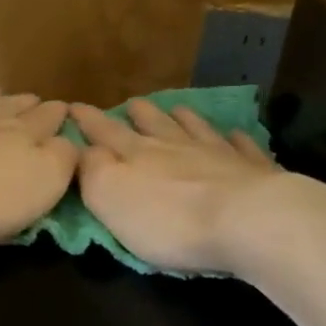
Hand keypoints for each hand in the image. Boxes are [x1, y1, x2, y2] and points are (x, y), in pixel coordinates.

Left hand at [0, 85, 79, 241]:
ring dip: (2, 100)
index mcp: (31, 137)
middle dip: (36, 108)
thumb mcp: (42, 183)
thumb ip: (63, 161)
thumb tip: (71, 143)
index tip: (69, 115)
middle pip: (22, 110)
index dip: (63, 120)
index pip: (53, 124)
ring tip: (7, 95)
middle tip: (44, 105)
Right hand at [70, 99, 282, 273]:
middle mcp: (177, 146)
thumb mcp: (111, 197)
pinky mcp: (252, 171)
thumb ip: (92, 171)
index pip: (106, 132)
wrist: (246, 221)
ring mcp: (218, 154)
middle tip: (132, 104)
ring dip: (183, 118)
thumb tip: (84, 149)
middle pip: (154, 124)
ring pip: (196, 129)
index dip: (88, 120)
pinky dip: (235, 140)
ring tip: (177, 109)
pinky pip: (241, 148)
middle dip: (138, 114)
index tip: (74, 106)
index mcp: (138, 155)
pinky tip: (234, 135)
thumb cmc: (169, 219)